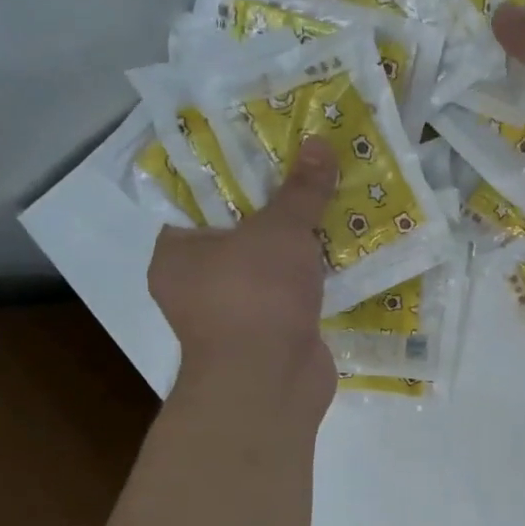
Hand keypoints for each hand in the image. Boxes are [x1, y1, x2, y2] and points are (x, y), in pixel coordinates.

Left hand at [147, 139, 338, 421]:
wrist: (271, 384)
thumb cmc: (255, 295)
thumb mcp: (280, 230)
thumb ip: (301, 189)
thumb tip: (320, 141)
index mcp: (178, 251)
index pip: (202, 199)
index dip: (238, 171)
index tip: (272, 147)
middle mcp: (199, 282)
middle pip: (243, 231)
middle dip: (280, 205)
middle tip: (312, 171)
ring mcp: (237, 312)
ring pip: (272, 264)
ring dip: (302, 242)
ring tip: (336, 201)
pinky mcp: (271, 333)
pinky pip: (293, 293)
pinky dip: (315, 277)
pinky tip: (346, 250)